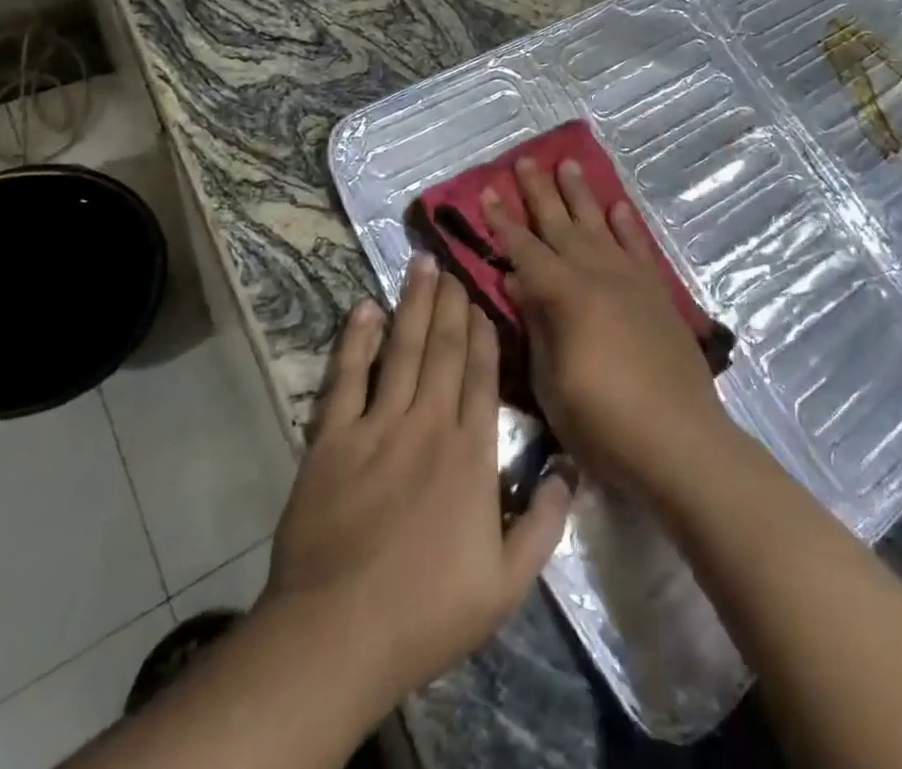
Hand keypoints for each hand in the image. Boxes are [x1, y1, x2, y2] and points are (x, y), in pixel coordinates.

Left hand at [259, 256, 571, 711]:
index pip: (482, 375)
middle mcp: (428, 423)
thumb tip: (569, 468)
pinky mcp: (331, 438)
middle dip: (450, 303)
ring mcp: (377, 426)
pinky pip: (346, 377)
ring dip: (412, 304)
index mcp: (471, 453)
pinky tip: (365, 308)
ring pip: (402, 350)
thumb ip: (544, 523)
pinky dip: (357, 340)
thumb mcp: (506, 585)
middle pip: (444, 349)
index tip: (483, 297)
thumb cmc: (426, 612)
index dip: (483, 331)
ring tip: (420, 266)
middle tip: (451, 265)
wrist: (336, 636)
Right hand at [482, 156, 735, 500]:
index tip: (487, 192)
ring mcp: (631, 280)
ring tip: (568, 164)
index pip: (524, 250)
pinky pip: (638, 247)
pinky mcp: (657, 293)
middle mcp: (598, 274)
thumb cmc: (604, 421)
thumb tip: (517, 280)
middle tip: (524, 162)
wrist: (680, 439)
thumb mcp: (552, 380)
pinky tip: (617, 207)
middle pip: (561, 225)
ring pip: (599, 225)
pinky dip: (626, 225)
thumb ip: (536, 324)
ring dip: (581, 195)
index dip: (503, 223)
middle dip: (539, 194)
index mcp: (566, 295)